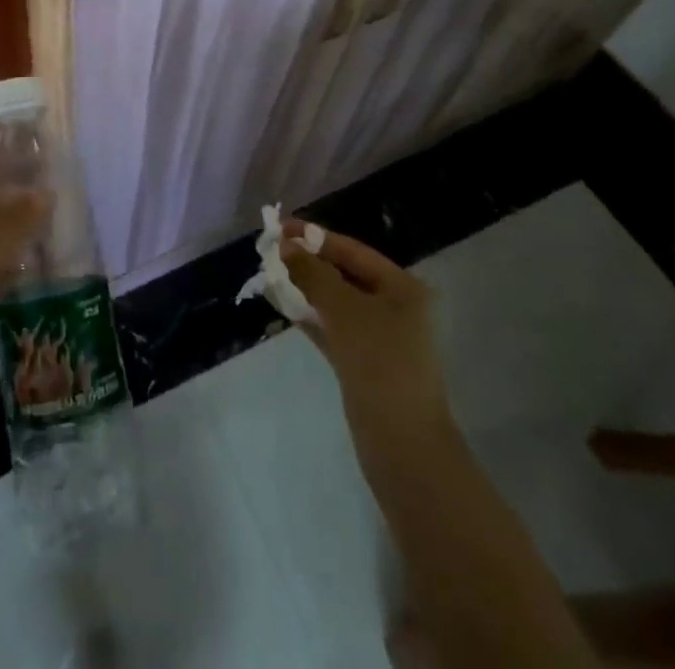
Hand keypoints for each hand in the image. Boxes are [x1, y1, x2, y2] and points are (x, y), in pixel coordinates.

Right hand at [281, 223, 447, 438]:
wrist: (403, 446)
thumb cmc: (379, 363)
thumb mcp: (343, 310)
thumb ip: (313, 274)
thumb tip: (286, 246)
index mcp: (403, 287)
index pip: (352, 250)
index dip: (315, 237)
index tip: (279, 228)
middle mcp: (397, 307)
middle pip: (345, 274)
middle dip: (309, 263)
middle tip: (271, 253)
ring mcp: (382, 338)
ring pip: (337, 303)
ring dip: (307, 289)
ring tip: (271, 277)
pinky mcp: (366, 364)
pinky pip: (334, 329)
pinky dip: (312, 318)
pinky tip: (286, 309)